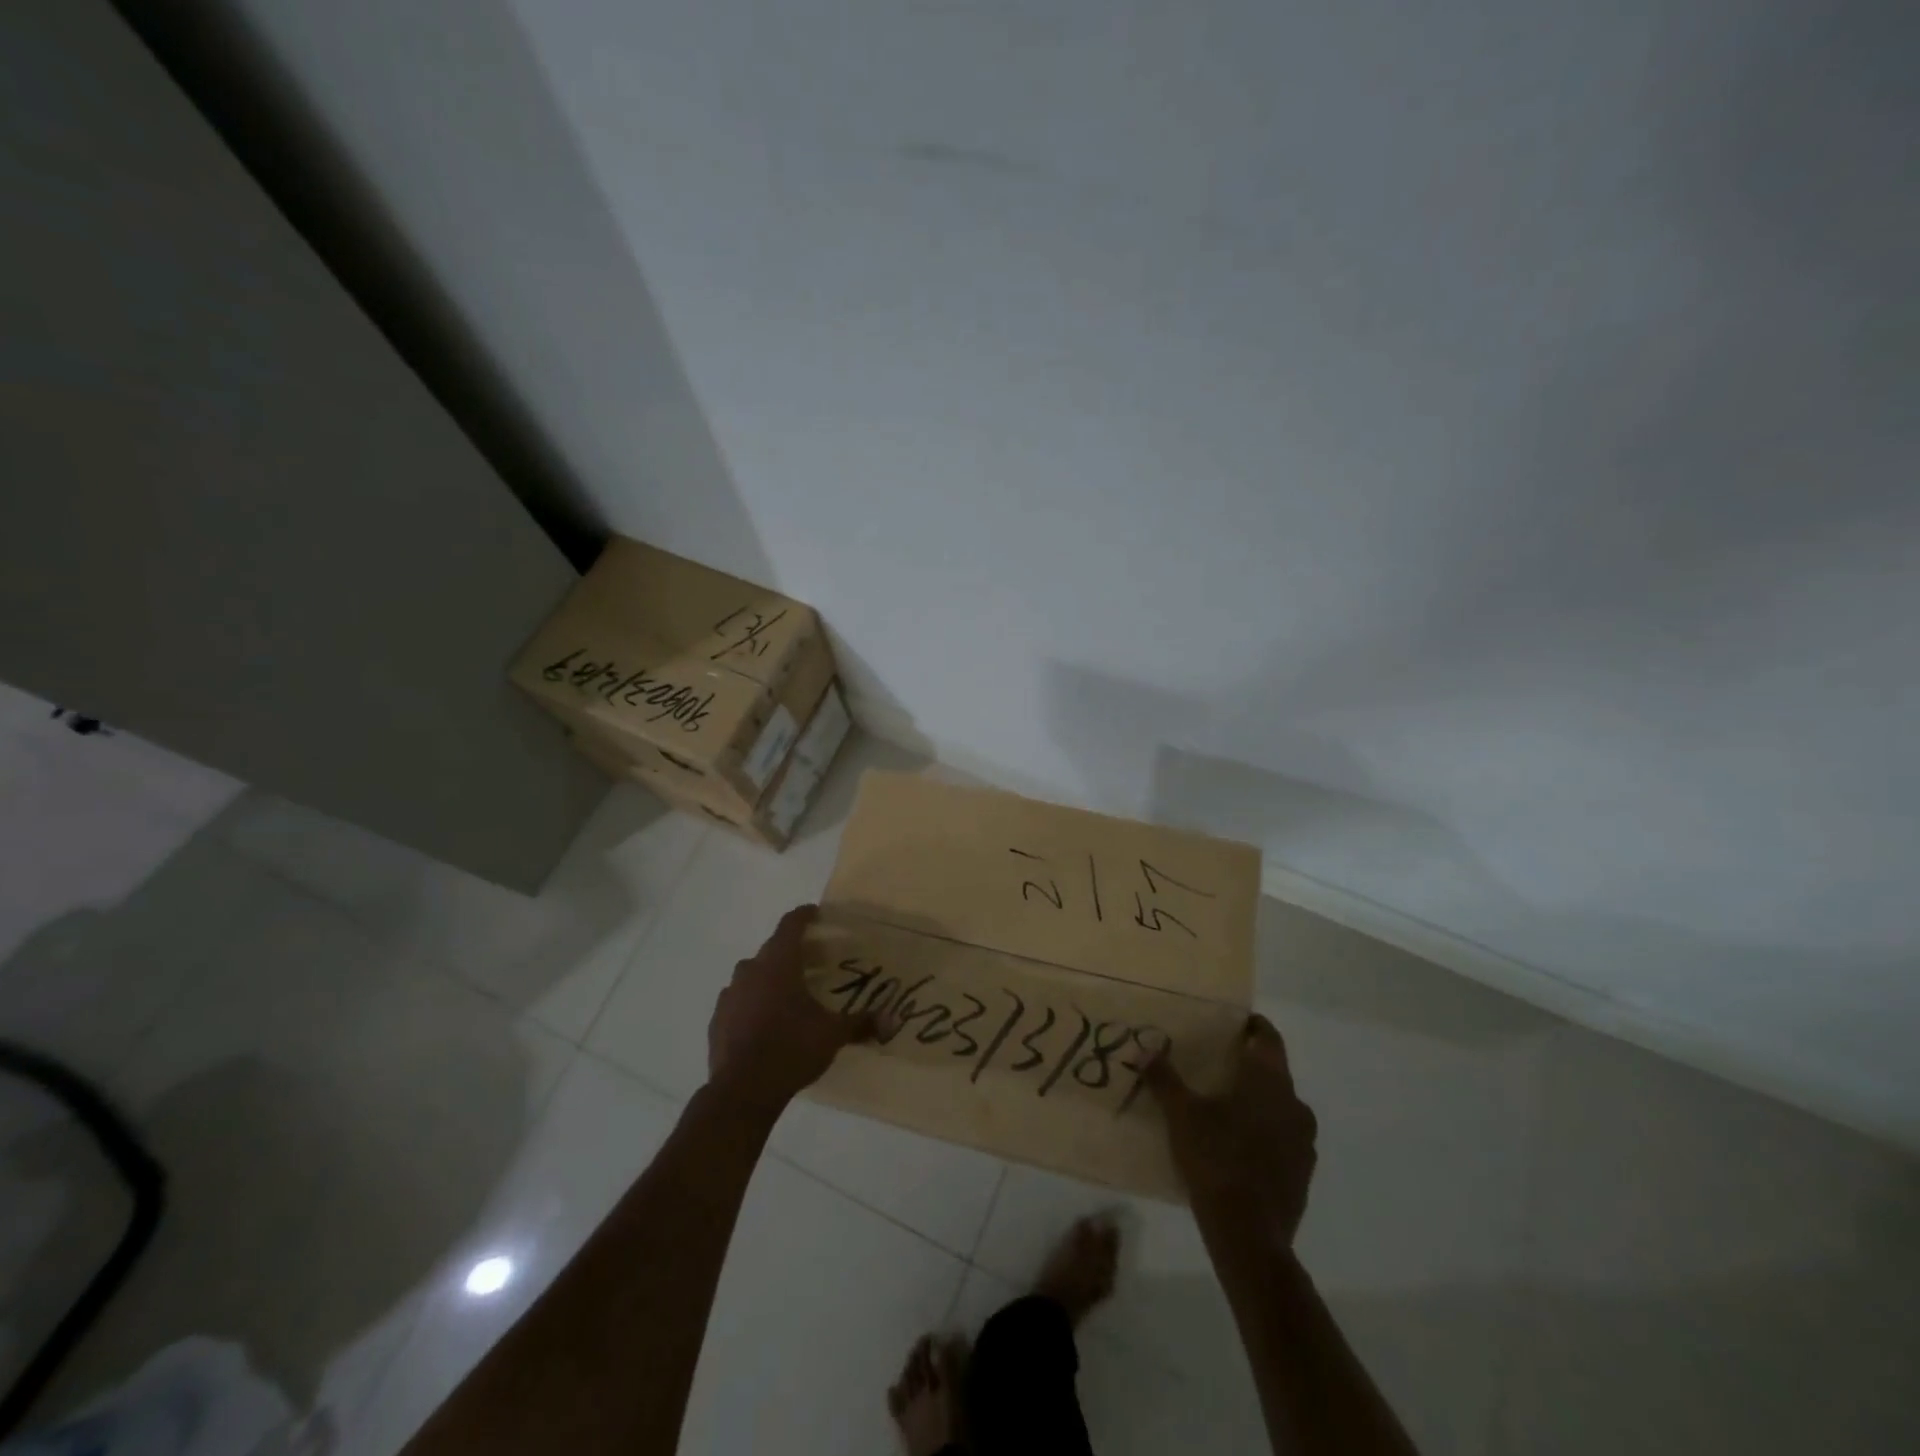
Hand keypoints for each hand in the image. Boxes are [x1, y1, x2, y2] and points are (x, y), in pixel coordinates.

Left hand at [706, 904, 875, 1116]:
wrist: (742, 1091)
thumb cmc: (791, 1049)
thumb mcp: (832, 1035)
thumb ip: (861, 1023)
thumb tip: (891, 1021)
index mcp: (779, 964)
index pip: (790, 925)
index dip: (803, 916)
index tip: (814, 913)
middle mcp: (751, 971)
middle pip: (771, 949)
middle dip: (790, 950)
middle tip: (811, 960)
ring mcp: (729, 995)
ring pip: (751, 974)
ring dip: (768, 977)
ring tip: (787, 992)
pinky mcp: (717, 1020)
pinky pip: (737, 1000)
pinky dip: (751, 1002)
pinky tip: (763, 1021)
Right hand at [1146, 1013, 1317, 1244]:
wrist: (1250, 1235)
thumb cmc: (1217, 1160)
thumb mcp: (1181, 1115)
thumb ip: (1164, 1079)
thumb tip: (1145, 1050)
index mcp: (1269, 1082)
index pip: (1268, 1038)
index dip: (1252, 1026)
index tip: (1233, 1023)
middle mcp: (1294, 1104)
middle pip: (1274, 1072)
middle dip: (1248, 1065)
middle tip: (1217, 1063)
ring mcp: (1303, 1141)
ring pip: (1280, 1106)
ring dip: (1257, 1100)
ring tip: (1224, 1105)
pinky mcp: (1302, 1172)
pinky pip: (1282, 1138)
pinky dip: (1263, 1131)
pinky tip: (1237, 1145)